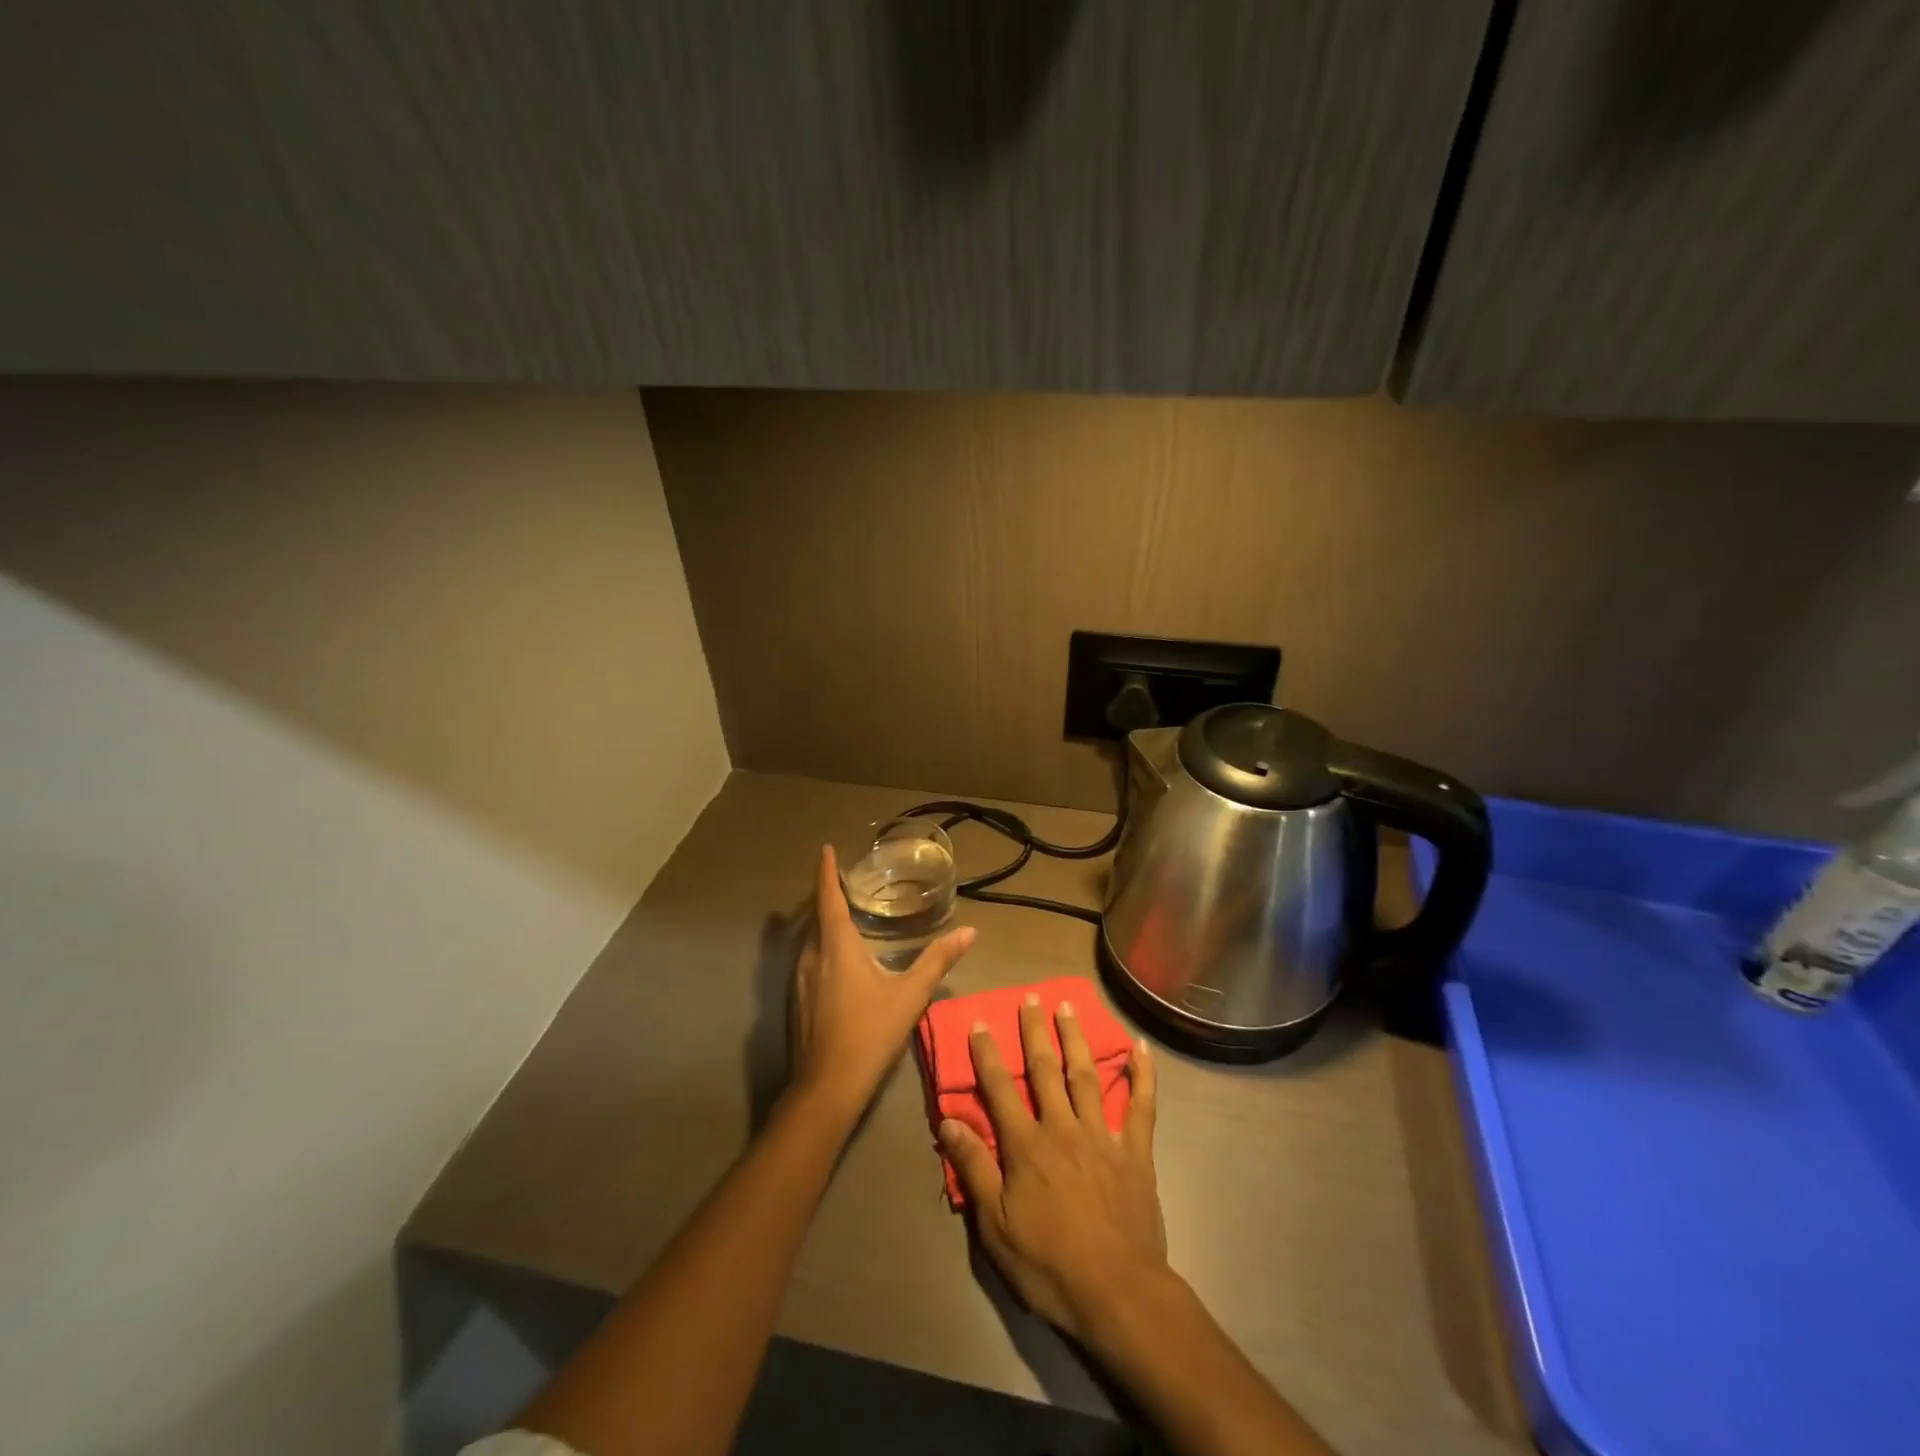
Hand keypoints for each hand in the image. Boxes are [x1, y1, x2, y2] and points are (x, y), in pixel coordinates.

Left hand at [790, 845, 976, 1117]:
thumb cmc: (870, 1033)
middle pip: (815, 917)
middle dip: (826, 895)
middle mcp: (812, 956)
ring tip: (843, 914)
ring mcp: (800, 980)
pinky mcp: (798, 1001)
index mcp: (836, 946)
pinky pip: (809, 959)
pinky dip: (821, 946)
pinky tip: (837, 960)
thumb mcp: (910, 995)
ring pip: (810, 940)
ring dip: (822, 922)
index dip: (826, 872)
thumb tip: (970, 931)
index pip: (827, 898)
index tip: (826, 850)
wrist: (827, 1087)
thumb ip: (938, 960)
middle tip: (844, 881)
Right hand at [939, 994, 1166, 1343]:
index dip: (988, 1055)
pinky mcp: (1135, 1151)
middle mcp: (1062, 1128)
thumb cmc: (1048, 1264)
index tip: (980, 1022)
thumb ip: (973, 1168)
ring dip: (1076, 1038)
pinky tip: (1141, 1048)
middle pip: (1044, 1070)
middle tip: (1030, 997)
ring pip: (1086, 1075)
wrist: (1117, 1293)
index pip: (1000, 1089)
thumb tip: (947, 1121)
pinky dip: (1143, 1075)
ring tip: (1068, 1006)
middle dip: (1034, 1031)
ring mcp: (1102, 1135)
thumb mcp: (995, 1226)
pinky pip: (1142, 1106)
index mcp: (1026, 1146)